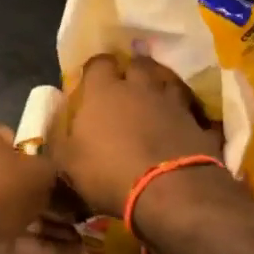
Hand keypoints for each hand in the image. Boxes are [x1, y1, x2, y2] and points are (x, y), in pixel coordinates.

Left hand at [0, 118, 82, 253]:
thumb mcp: (38, 173)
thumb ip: (57, 177)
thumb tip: (69, 189)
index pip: (17, 140)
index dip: (44, 159)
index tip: (67, 177)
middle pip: (18, 181)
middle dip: (52, 202)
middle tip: (83, 216)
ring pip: (15, 212)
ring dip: (50, 228)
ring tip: (86, 244)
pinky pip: (8, 237)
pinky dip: (37, 247)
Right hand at [49, 53, 224, 218]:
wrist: (169, 191)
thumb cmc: (108, 173)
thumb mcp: (67, 162)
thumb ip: (58, 138)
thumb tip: (55, 122)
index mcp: (104, 91)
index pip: (99, 62)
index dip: (96, 69)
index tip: (92, 80)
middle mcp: (140, 88)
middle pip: (138, 65)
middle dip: (132, 72)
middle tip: (126, 88)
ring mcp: (173, 103)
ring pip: (168, 82)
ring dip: (161, 88)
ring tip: (156, 102)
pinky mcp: (198, 123)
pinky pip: (194, 114)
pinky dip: (189, 119)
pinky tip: (186, 128)